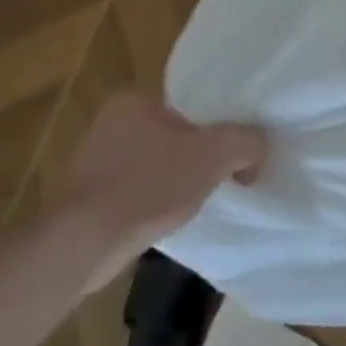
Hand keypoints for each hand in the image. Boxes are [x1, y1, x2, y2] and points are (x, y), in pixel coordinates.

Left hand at [51, 93, 269, 288]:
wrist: (86, 243)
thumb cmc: (151, 184)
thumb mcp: (218, 153)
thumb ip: (248, 141)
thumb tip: (259, 148)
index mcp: (135, 101)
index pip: (194, 102)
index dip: (224, 121)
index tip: (241, 144)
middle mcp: (110, 124)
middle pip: (180, 133)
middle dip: (205, 152)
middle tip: (232, 169)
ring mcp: (96, 162)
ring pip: (162, 162)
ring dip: (183, 177)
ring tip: (209, 194)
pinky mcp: (91, 198)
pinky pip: (142, 190)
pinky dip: (162, 199)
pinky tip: (178, 213)